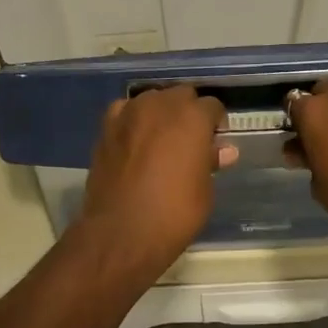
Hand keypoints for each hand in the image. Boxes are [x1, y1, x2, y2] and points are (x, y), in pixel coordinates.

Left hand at [76, 86, 236, 275]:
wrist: (122, 232)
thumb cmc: (175, 214)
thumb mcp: (204, 191)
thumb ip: (211, 162)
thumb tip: (222, 151)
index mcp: (193, 117)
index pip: (212, 106)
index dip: (216, 123)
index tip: (215, 142)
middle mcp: (160, 105)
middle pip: (181, 95)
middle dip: (189, 112)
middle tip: (191, 140)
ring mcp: (129, 114)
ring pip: (151, 100)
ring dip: (161, 113)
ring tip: (162, 139)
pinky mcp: (106, 129)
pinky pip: (124, 112)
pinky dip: (133, 120)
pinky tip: (135, 140)